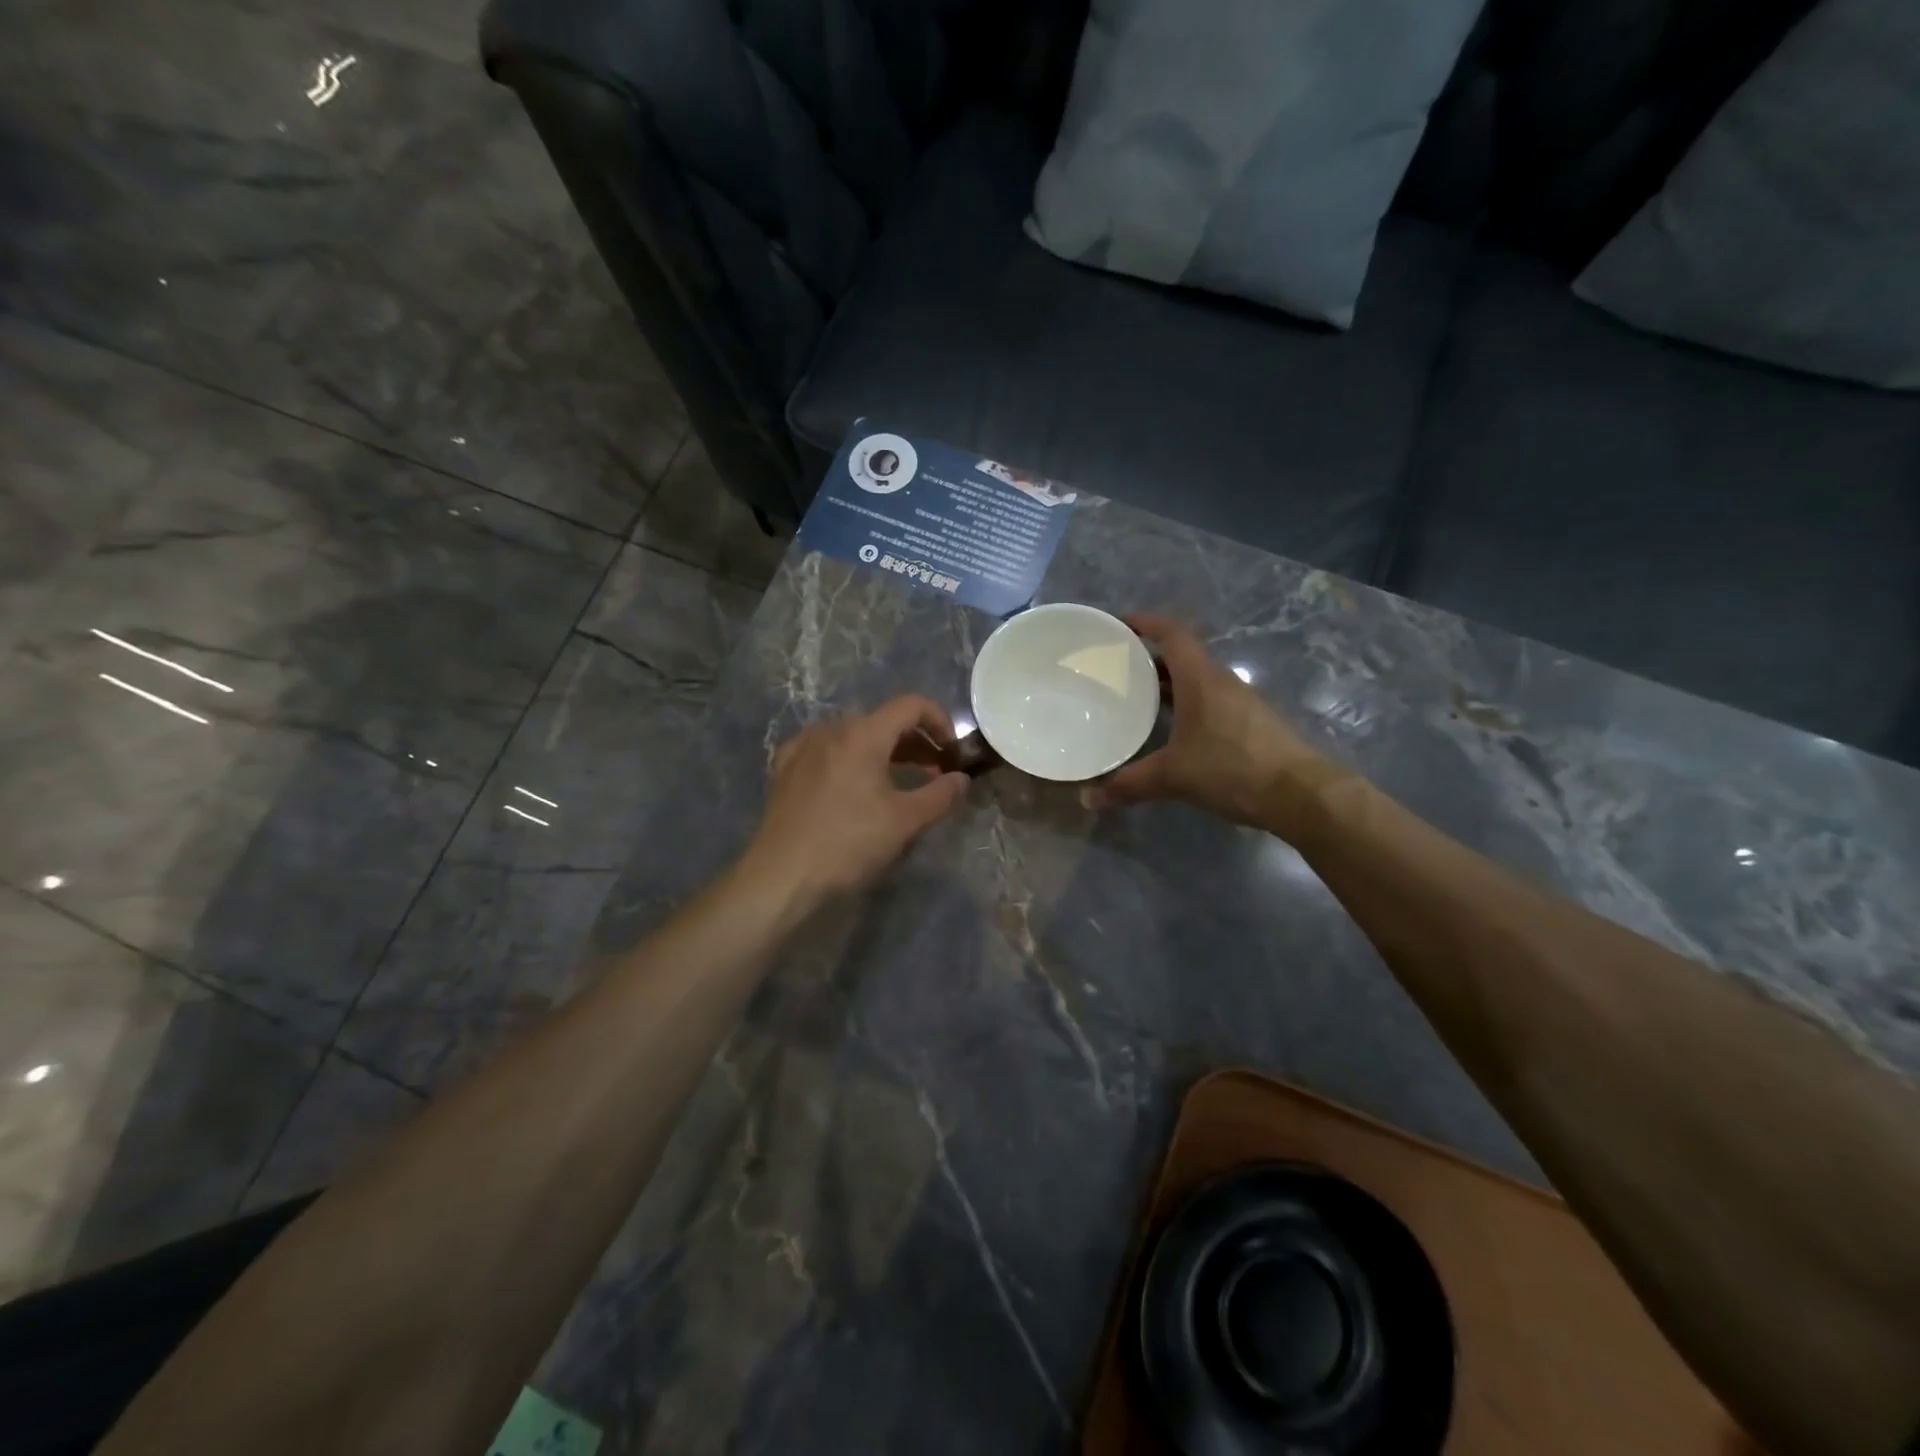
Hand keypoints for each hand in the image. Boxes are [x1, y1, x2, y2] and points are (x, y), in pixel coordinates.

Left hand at [740, 695, 970, 909]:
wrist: (782, 875)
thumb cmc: (848, 843)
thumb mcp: (905, 821)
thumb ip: (940, 795)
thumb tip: (961, 779)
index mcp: (862, 734)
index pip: (911, 705)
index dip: (940, 721)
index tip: (952, 752)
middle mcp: (831, 729)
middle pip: (883, 721)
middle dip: (915, 742)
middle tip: (933, 772)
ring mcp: (803, 746)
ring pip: (854, 736)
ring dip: (884, 752)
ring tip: (898, 782)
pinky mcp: (785, 768)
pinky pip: (826, 751)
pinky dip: (850, 760)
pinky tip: (852, 786)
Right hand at [1082, 614, 1343, 831]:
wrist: (1301, 794)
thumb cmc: (1233, 769)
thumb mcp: (1173, 777)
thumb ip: (1129, 785)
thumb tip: (1088, 798)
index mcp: (1201, 679)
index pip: (1173, 633)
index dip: (1146, 623)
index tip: (1119, 624)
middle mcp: (1221, 682)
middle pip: (1182, 656)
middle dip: (1148, 659)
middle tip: (1116, 669)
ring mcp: (1239, 703)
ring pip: (1196, 681)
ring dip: (1167, 684)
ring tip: (1135, 699)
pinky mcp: (1250, 724)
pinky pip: (1209, 702)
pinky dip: (1185, 706)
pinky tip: (1170, 731)